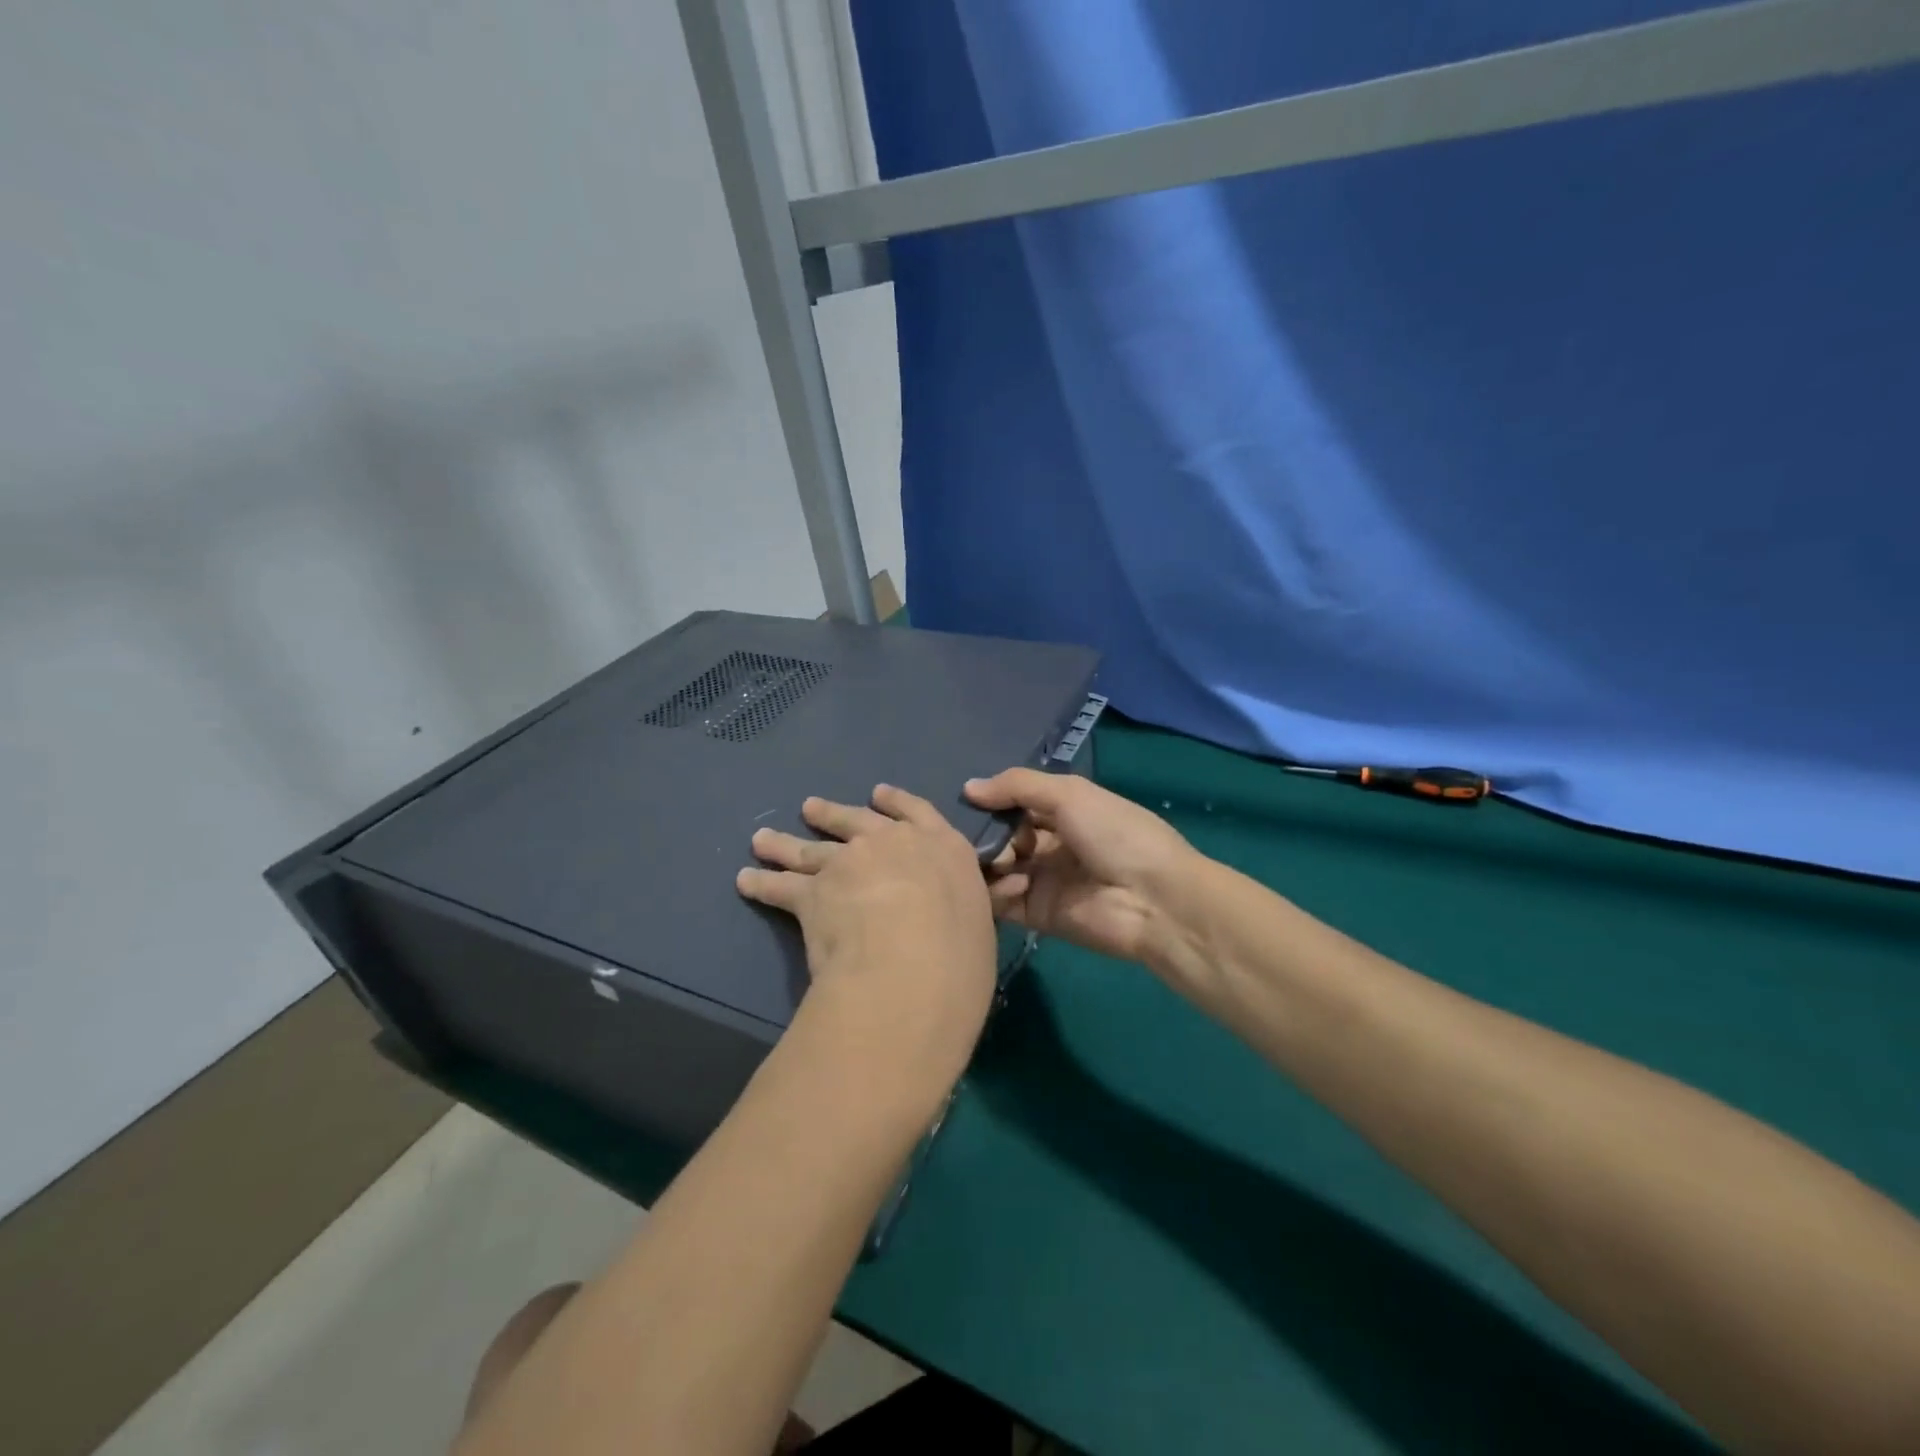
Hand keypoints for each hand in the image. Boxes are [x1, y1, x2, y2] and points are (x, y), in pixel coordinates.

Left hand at [737, 785, 999, 1102]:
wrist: (913, 963)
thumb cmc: (962, 950)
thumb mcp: (978, 919)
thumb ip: (960, 907)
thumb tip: (952, 916)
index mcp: (940, 846)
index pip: (917, 812)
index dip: (895, 802)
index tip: (877, 794)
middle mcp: (891, 844)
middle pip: (854, 821)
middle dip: (831, 815)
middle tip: (810, 809)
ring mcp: (848, 863)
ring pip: (810, 849)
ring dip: (784, 843)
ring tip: (764, 839)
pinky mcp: (813, 892)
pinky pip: (781, 886)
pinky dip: (761, 883)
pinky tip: (747, 881)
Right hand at [964, 768, 1201, 965]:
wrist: (1153, 899)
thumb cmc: (1116, 834)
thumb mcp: (1070, 794)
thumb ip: (1017, 786)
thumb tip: (968, 788)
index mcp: (1064, 812)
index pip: (1015, 803)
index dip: (991, 801)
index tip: (963, 801)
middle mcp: (1049, 844)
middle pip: (1001, 835)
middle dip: (985, 833)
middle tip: (978, 836)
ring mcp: (1041, 880)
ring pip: (995, 867)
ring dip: (990, 861)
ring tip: (1001, 860)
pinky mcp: (1035, 914)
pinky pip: (1001, 900)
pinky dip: (998, 891)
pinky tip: (1016, 883)